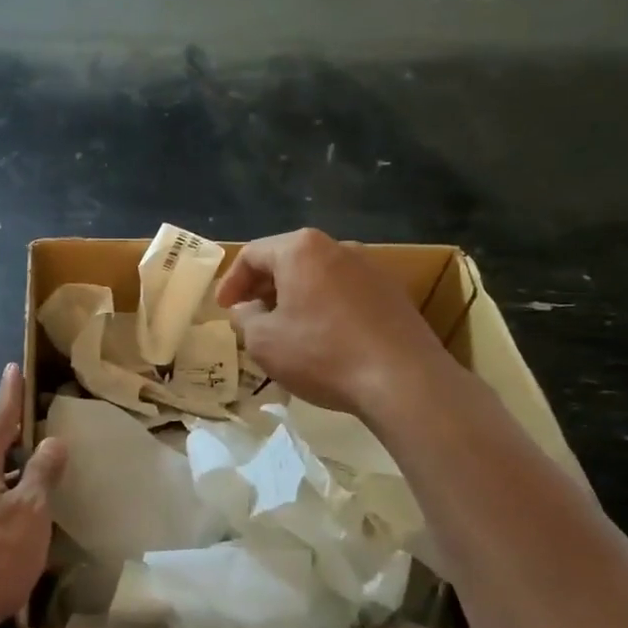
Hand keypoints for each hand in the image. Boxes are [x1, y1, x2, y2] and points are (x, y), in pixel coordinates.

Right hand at [215, 228, 444, 418]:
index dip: (231, 282)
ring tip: (285, 330)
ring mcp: (371, 268)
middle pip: (288, 260)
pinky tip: (323, 339)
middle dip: (264, 288)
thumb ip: (245, 318)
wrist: (403, 380)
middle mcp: (338, 247)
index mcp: (301, 249)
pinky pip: (345, 293)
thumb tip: (245, 308)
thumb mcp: (263, 341)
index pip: (253, 254)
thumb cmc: (321, 354)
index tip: (224, 309)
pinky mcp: (393, 293)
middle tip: (250, 317)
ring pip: (318, 276)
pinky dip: (325, 308)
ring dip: (295, 298)